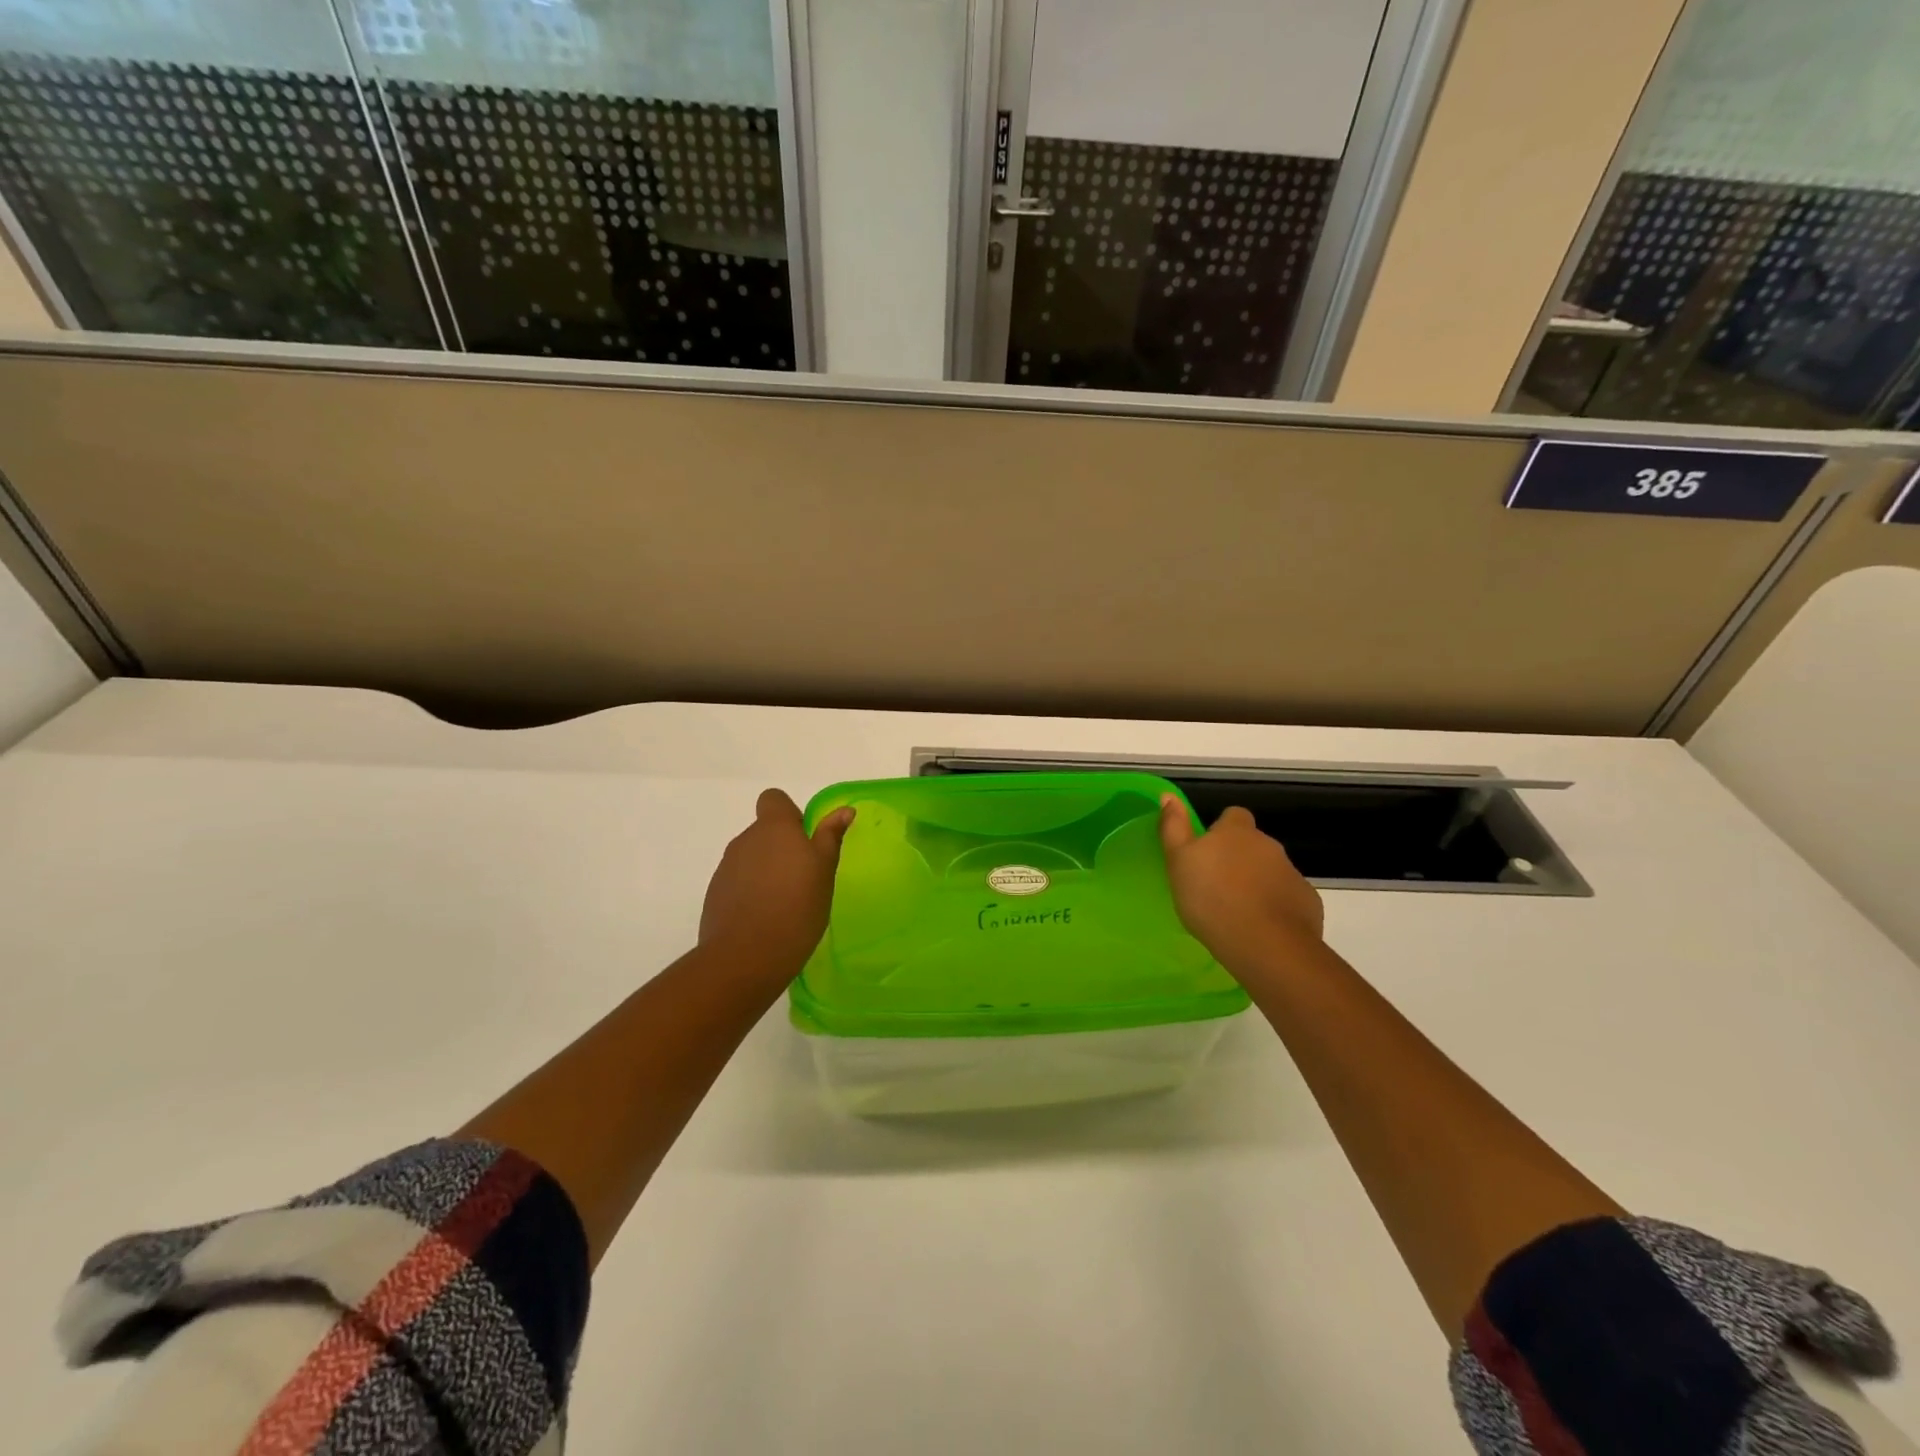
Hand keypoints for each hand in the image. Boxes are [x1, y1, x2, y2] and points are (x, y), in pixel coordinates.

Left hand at [699, 789, 854, 970]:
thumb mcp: (824, 871)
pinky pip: (739, 883)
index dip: (790, 814)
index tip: (806, 841)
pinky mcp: (715, 895)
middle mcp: (745, 840)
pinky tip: (766, 919)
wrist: (745, 957)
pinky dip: (752, 893)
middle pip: (764, 832)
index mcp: (773, 828)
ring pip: (752, 858)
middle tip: (804, 879)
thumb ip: (830, 837)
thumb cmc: (796, 907)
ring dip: (768, 871)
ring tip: (786, 904)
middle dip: (783, 848)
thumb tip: (843, 810)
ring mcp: (726, 868)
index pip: (774, 800)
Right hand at [1158, 795, 1323, 971]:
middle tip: (1217, 886)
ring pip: (1271, 872)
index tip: (1207, 853)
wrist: (1265, 944)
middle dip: (1239, 860)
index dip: (1221, 830)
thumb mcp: (1179, 861)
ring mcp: (1292, 874)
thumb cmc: (1211, 899)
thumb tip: (1169, 795)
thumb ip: (1173, 827)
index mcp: (1236, 832)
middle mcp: (1269, 846)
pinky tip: (1261, 929)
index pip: (1234, 815)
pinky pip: (1288, 898)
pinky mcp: (1307, 902)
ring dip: (1257, 884)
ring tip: (1236, 912)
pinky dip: (1276, 908)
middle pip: (1253, 845)